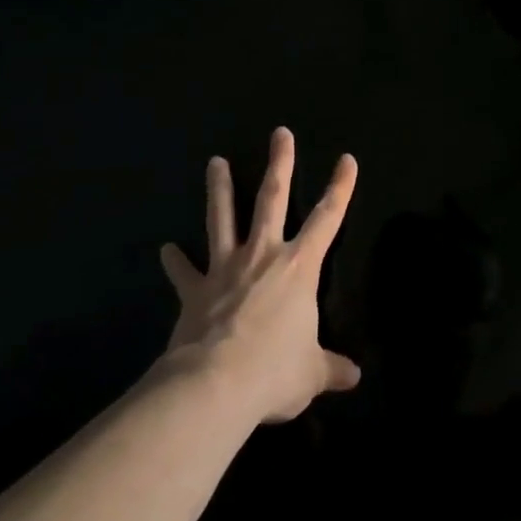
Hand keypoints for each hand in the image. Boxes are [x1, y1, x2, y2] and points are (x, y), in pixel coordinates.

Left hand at [160, 127, 361, 423]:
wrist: (213, 387)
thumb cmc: (273, 372)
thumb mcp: (310, 374)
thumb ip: (331, 369)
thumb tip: (354, 377)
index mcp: (299, 267)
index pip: (327, 218)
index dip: (340, 187)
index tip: (346, 159)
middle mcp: (263, 255)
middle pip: (272, 198)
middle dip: (279, 163)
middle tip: (279, 133)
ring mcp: (225, 269)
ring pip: (223, 218)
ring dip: (220, 190)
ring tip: (215, 162)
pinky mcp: (195, 292)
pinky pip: (185, 273)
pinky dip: (175, 262)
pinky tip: (166, 250)